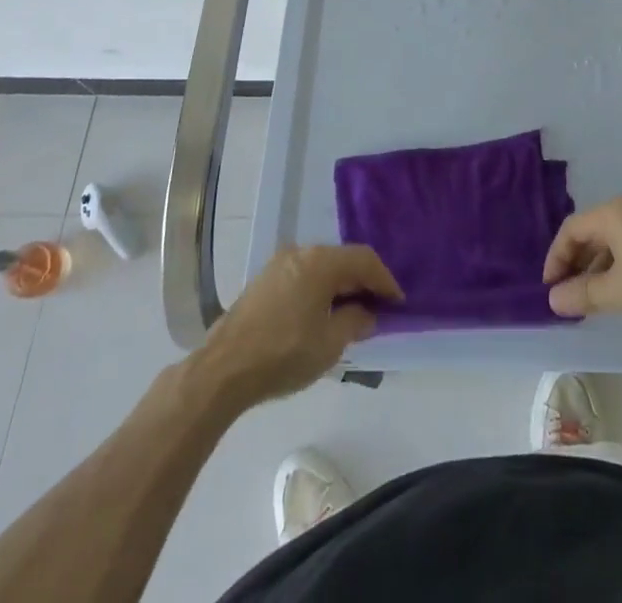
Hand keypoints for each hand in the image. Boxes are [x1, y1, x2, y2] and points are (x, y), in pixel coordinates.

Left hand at [195, 245, 401, 408]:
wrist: (223, 370)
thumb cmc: (283, 354)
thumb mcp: (329, 343)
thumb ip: (355, 322)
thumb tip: (367, 313)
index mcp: (321, 261)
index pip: (364, 260)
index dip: (385, 281)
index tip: (398, 302)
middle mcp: (301, 251)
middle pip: (343, 259)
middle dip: (363, 282)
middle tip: (378, 307)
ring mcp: (279, 264)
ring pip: (322, 267)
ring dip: (340, 286)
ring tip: (352, 312)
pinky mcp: (264, 280)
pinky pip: (304, 276)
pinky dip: (320, 289)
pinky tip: (323, 313)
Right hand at [542, 197, 621, 323]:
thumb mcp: (619, 292)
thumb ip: (583, 294)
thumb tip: (553, 299)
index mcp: (612, 213)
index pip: (571, 229)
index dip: (556, 258)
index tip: (550, 288)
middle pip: (591, 232)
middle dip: (576, 263)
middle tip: (569, 296)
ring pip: (612, 240)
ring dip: (598, 267)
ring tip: (594, 299)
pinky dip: (619, 265)